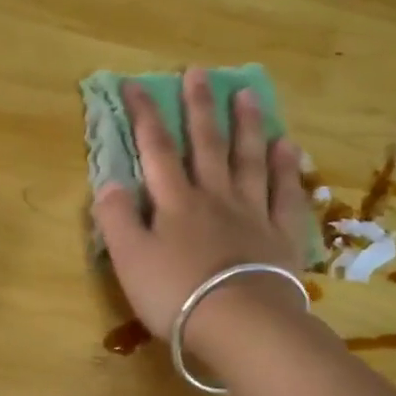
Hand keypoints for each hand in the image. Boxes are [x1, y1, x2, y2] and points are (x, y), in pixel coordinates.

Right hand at [90, 68, 313, 351]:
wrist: (240, 323)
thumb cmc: (176, 293)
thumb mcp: (129, 259)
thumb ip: (115, 218)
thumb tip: (108, 182)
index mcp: (175, 202)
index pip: (155, 150)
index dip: (144, 115)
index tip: (135, 85)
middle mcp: (214, 197)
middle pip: (206, 144)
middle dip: (199, 107)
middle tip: (200, 72)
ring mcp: (252, 213)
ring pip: (249, 160)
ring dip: (246, 126)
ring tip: (247, 95)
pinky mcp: (280, 235)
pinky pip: (285, 193)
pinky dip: (286, 168)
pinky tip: (287, 147)